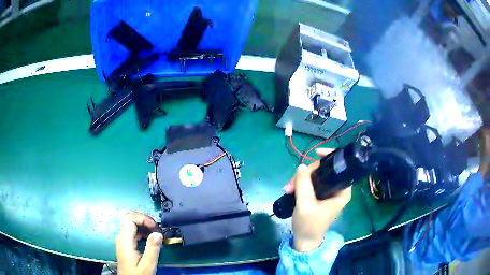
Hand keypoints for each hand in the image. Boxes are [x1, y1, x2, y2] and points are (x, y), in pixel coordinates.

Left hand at [116, 212, 162, 274]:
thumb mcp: (147, 265)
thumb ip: (152, 249)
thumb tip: (158, 233)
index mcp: (125, 241)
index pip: (130, 219)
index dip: (143, 218)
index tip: (155, 227)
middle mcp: (121, 238)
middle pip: (129, 219)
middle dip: (144, 220)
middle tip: (157, 228)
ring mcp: (122, 241)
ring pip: (131, 225)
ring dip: (144, 226)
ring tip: (156, 233)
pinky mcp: (125, 245)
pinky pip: (132, 232)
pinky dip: (142, 232)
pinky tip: (150, 239)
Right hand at [284, 149, 351, 251]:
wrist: (305, 240)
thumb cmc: (309, 224)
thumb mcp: (305, 205)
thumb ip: (303, 184)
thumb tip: (301, 165)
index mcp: (342, 191)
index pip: (340, 168)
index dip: (329, 157)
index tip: (315, 153)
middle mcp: (337, 189)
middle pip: (325, 170)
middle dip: (307, 173)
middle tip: (291, 182)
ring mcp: (328, 192)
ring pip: (316, 176)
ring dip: (301, 179)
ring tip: (288, 188)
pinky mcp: (320, 196)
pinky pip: (312, 183)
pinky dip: (301, 184)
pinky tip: (290, 189)